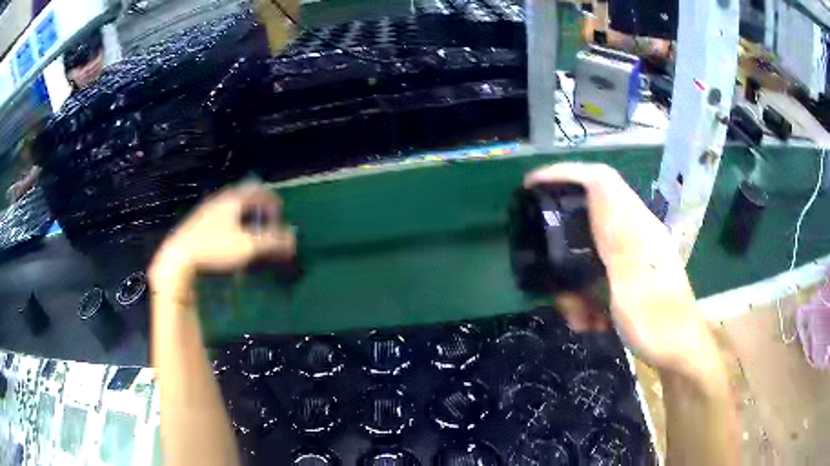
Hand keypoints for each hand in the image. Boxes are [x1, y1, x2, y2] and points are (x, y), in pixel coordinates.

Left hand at [149, 184, 295, 290]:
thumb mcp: (249, 246)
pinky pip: (220, 213)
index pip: (260, 191)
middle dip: (259, 205)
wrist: (179, 257)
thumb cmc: (215, 248)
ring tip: (249, 228)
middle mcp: (221, 199)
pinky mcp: (198, 222)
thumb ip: (274, 241)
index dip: (273, 202)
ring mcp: (207, 209)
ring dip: (244, 212)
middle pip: (245, 194)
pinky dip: (231, 219)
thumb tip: (294, 239)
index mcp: (234, 199)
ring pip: (231, 203)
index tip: (280, 217)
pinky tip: (229, 235)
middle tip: (266, 219)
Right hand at [525, 163, 717, 377]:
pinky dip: (587, 297)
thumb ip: (614, 239)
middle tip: (548, 272)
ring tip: (575, 314)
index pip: (600, 181)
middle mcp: (634, 234)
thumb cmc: (658, 322)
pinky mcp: (631, 277)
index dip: (566, 174)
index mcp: (636, 227)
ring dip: (575, 283)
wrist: (680, 352)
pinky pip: (598, 276)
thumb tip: (596, 195)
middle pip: (588, 218)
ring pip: (590, 253)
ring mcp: (632, 257)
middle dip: (563, 246)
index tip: (532, 186)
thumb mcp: (632, 285)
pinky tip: (590, 321)